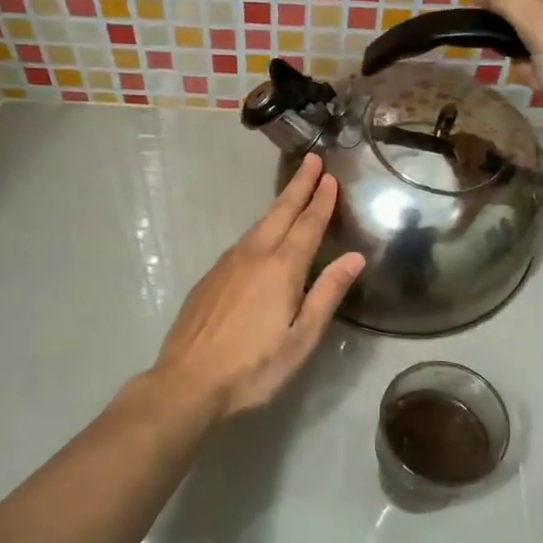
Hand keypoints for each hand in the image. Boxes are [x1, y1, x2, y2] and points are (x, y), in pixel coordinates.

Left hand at [147, 154, 365, 420]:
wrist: (188, 381)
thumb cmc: (253, 367)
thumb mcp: (301, 338)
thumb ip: (327, 294)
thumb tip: (354, 258)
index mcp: (281, 268)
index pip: (307, 225)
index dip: (321, 200)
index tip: (330, 177)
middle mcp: (253, 256)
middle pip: (280, 213)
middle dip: (298, 186)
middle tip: (312, 161)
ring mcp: (226, 265)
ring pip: (258, 225)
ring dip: (278, 205)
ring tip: (292, 192)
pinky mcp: (209, 278)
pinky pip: (242, 242)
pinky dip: (259, 228)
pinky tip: (261, 237)